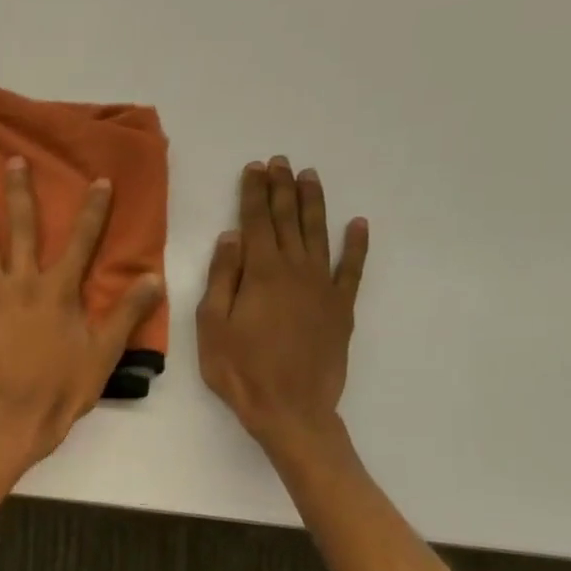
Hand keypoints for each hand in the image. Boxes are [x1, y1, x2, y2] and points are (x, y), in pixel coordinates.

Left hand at [0, 159, 162, 468]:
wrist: (16, 420)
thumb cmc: (62, 390)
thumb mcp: (104, 353)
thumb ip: (128, 313)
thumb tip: (154, 277)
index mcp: (60, 290)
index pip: (82, 241)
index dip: (93, 210)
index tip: (100, 180)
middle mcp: (23, 282)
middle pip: (23, 227)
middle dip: (20, 191)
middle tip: (14, 159)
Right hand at [196, 156, 368, 459]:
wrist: (290, 408)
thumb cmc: (239, 369)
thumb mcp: (212, 325)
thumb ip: (222, 278)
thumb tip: (230, 238)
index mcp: (260, 274)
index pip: (255, 223)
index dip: (253, 193)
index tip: (254, 168)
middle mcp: (295, 271)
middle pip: (287, 221)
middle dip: (281, 189)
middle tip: (280, 162)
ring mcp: (322, 287)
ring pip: (318, 235)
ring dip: (313, 204)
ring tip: (309, 177)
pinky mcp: (340, 308)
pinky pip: (351, 269)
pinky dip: (356, 245)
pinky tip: (357, 224)